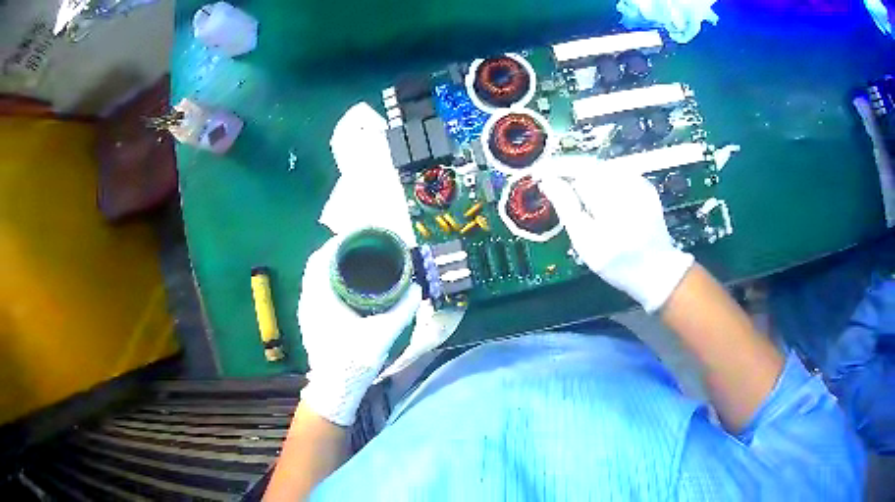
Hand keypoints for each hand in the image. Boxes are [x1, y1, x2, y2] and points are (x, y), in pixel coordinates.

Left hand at [298, 236, 421, 425]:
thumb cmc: (352, 362)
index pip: (320, 258)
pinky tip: (351, 286)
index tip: (359, 235)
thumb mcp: (381, 335)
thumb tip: (417, 288)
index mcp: (319, 298)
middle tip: (364, 246)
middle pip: (318, 264)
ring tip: (360, 260)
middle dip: (339, 251)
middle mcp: (308, 300)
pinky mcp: (312, 320)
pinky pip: (319, 289)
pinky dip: (333, 280)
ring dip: (335, 265)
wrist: (334, 390)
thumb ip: (400, 311)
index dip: (337, 242)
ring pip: (318, 277)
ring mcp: (308, 311)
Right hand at [538, 160, 693, 311]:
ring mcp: (639, 182)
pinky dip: (603, 184)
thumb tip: (548, 181)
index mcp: (609, 190)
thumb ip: (566, 206)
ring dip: (587, 179)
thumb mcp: (586, 240)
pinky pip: (617, 178)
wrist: (658, 272)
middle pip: (590, 166)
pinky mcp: (646, 188)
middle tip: (555, 187)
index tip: (539, 175)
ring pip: (603, 171)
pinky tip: (600, 201)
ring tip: (575, 195)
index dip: (555, 168)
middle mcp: (625, 178)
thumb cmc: (618, 261)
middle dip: (571, 174)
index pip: (576, 166)